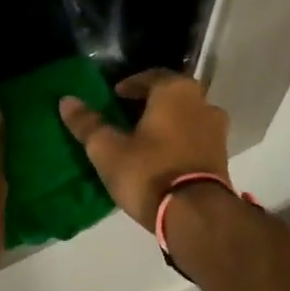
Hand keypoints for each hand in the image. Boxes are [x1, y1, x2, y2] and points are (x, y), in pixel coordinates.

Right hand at [59, 71, 230, 226]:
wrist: (195, 214)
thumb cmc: (149, 172)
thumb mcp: (108, 149)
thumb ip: (88, 123)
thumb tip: (66, 100)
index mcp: (176, 90)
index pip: (150, 76)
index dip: (129, 86)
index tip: (113, 97)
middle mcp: (203, 102)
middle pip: (170, 96)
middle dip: (148, 104)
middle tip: (125, 118)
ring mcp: (217, 130)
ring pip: (185, 118)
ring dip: (166, 124)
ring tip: (143, 140)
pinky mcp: (222, 156)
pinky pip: (195, 139)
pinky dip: (179, 142)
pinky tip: (162, 158)